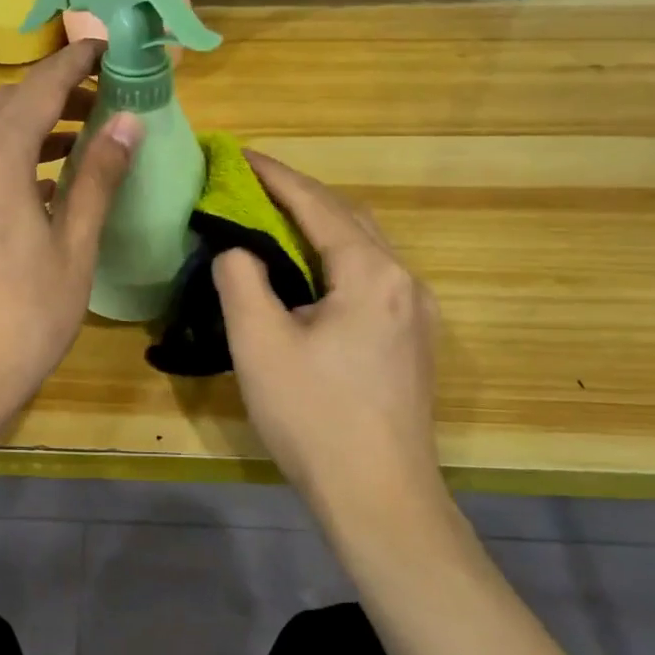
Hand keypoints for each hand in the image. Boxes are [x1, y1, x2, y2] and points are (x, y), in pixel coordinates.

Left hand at [0, 39, 142, 434]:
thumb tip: (127, 124)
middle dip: (53, 93)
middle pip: (7, 106)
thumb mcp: (72, 247)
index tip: (106, 47)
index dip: (74, 63)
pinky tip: (42, 186)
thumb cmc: (22, 317)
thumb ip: (97, 179)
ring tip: (80, 136)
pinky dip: (11, 160)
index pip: (38, 89)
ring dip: (32, 128)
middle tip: (102, 97)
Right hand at [213, 152, 443, 503]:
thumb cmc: (314, 417)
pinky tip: (307, 278)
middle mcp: (405, 282)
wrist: (380, 500)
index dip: (274, 176)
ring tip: (271, 225)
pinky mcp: (413, 343)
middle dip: (298, 197)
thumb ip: (241, 279)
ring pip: (363, 250)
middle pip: (348, 219)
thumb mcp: (259, 343)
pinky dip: (334, 261)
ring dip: (318, 229)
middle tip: (249, 189)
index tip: (238, 155)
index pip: (317, 204)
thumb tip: (236, 248)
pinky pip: (371, 279)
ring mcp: (417, 314)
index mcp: (372, 274)